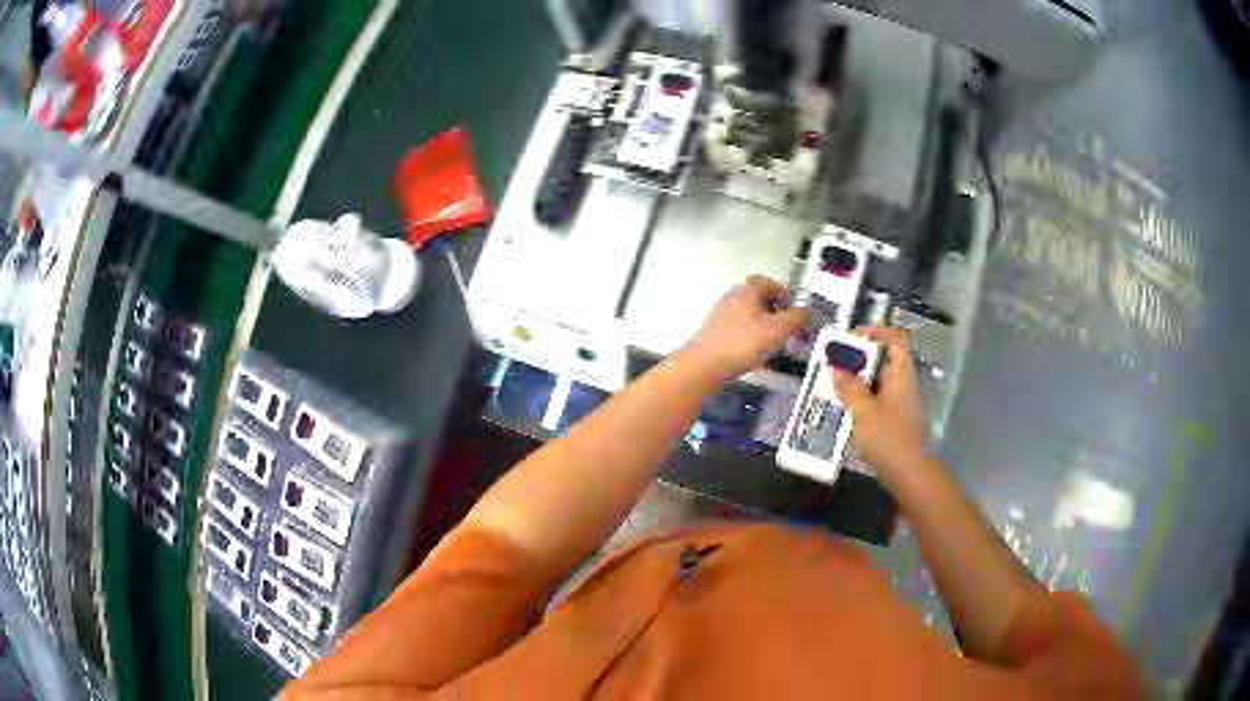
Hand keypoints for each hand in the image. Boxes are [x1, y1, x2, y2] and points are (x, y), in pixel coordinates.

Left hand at [683, 276, 810, 383]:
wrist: (704, 366)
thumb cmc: (738, 345)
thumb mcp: (777, 330)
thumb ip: (796, 318)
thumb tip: (808, 312)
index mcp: (747, 291)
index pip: (770, 282)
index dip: (786, 294)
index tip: (795, 308)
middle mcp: (733, 298)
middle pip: (760, 298)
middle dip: (777, 311)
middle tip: (787, 326)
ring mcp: (722, 315)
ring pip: (750, 314)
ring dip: (765, 325)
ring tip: (774, 341)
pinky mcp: (717, 332)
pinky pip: (741, 329)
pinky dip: (752, 336)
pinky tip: (756, 352)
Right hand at [832, 326, 928, 475]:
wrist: (909, 473)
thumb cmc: (889, 438)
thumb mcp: (864, 412)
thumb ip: (849, 388)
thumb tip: (836, 369)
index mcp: (901, 373)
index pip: (895, 338)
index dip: (875, 330)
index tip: (851, 337)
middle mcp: (903, 382)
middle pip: (883, 358)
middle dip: (857, 358)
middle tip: (833, 363)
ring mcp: (900, 401)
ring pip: (877, 380)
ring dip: (856, 380)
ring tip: (832, 385)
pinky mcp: (894, 418)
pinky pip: (876, 398)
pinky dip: (860, 398)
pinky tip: (843, 408)